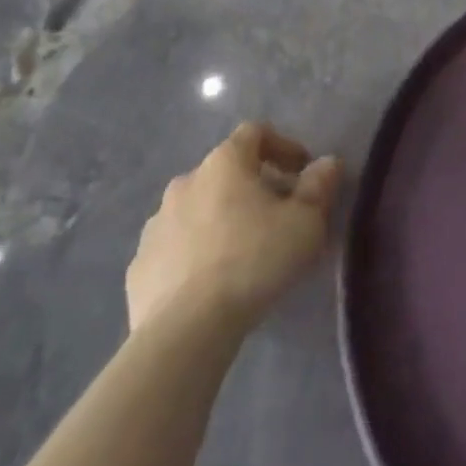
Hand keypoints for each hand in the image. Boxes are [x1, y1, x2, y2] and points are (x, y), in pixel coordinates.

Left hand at [126, 122, 342, 336]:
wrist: (182, 333)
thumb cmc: (252, 262)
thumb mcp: (305, 223)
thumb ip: (319, 186)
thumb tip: (327, 163)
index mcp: (225, 163)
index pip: (255, 133)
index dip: (283, 146)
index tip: (302, 172)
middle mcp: (186, 182)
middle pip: (226, 172)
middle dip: (253, 187)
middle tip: (276, 216)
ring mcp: (156, 225)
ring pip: (198, 209)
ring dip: (221, 219)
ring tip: (242, 253)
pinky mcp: (138, 267)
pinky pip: (174, 247)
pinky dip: (194, 253)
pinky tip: (210, 283)